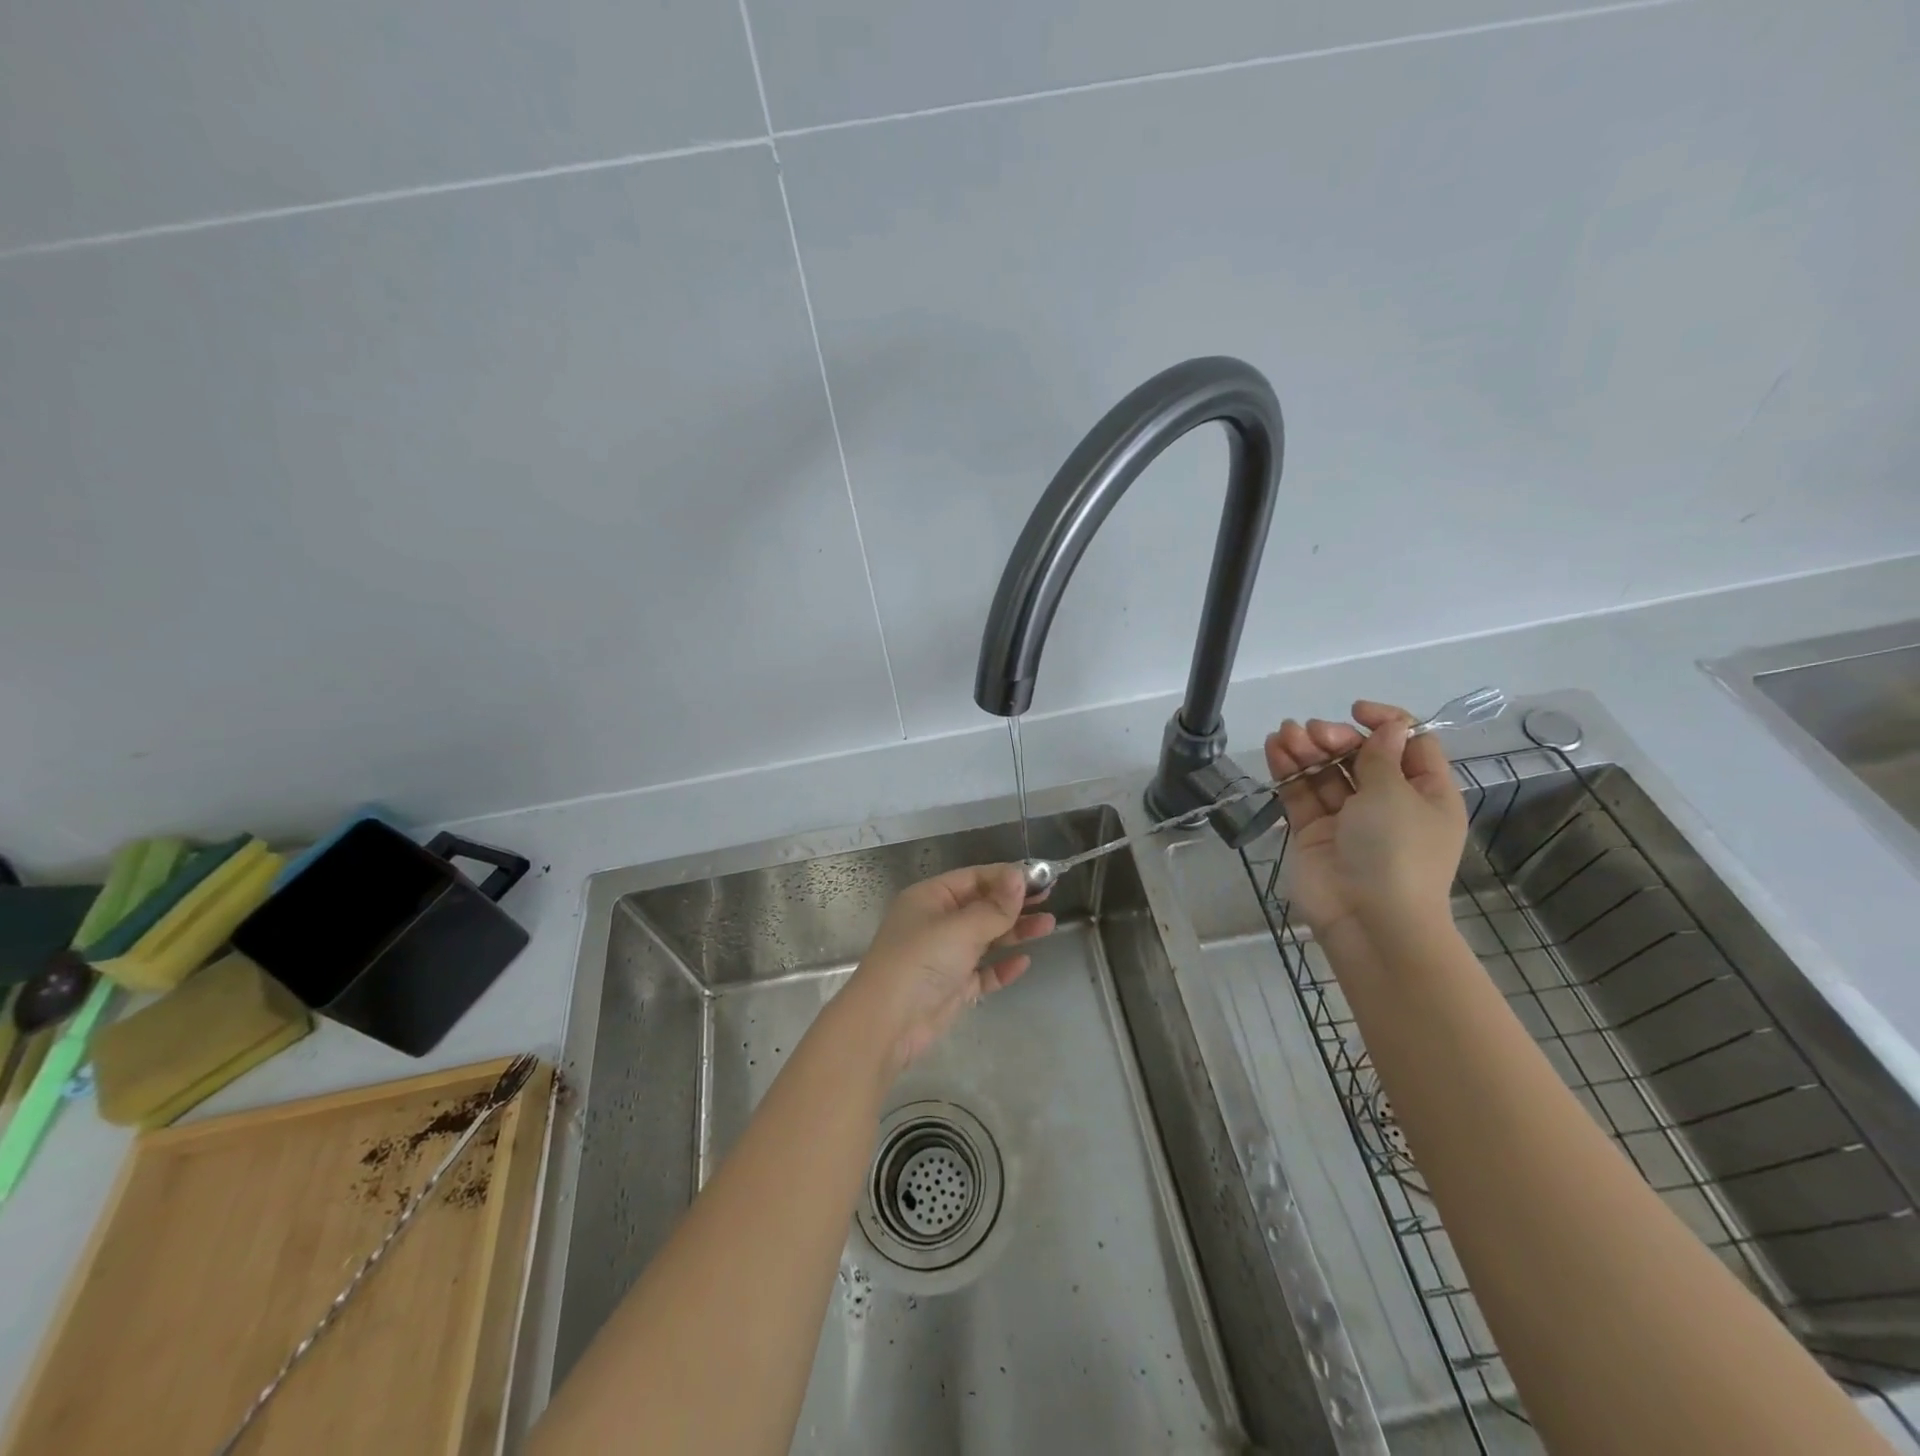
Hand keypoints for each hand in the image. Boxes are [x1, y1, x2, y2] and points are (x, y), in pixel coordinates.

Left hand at [842, 864, 1055, 1073]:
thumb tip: (1019, 876)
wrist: (887, 1023)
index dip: (1006, 876)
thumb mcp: (960, 928)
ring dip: (1015, 931)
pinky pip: (983, 971)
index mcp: (931, 898)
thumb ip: (994, 907)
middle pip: (981, 906)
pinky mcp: (953, 987)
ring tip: (1048, 925)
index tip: (1040, 877)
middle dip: (1014, 902)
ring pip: (986, 937)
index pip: (974, 877)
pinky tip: (1024, 962)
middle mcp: (937, 922)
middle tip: (1050, 896)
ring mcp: (945, 956)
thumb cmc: (920, 961)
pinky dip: (1002, 966)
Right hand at [1263, 700, 1467, 937]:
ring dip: (1307, 749)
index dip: (1386, 723)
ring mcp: (1348, 819)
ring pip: (1326, 773)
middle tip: (1314, 733)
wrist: (1368, 918)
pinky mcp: (1313, 832)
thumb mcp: (1397, 794)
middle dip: (1336, 738)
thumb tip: (1388, 726)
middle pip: (1361, 756)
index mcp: (1426, 794)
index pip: (1409, 745)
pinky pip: (1301, 794)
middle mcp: (1388, 803)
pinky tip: (1274, 748)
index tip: (1357, 712)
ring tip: (1285, 734)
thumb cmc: (1397, 851)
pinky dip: (1288, 771)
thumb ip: (1381, 755)